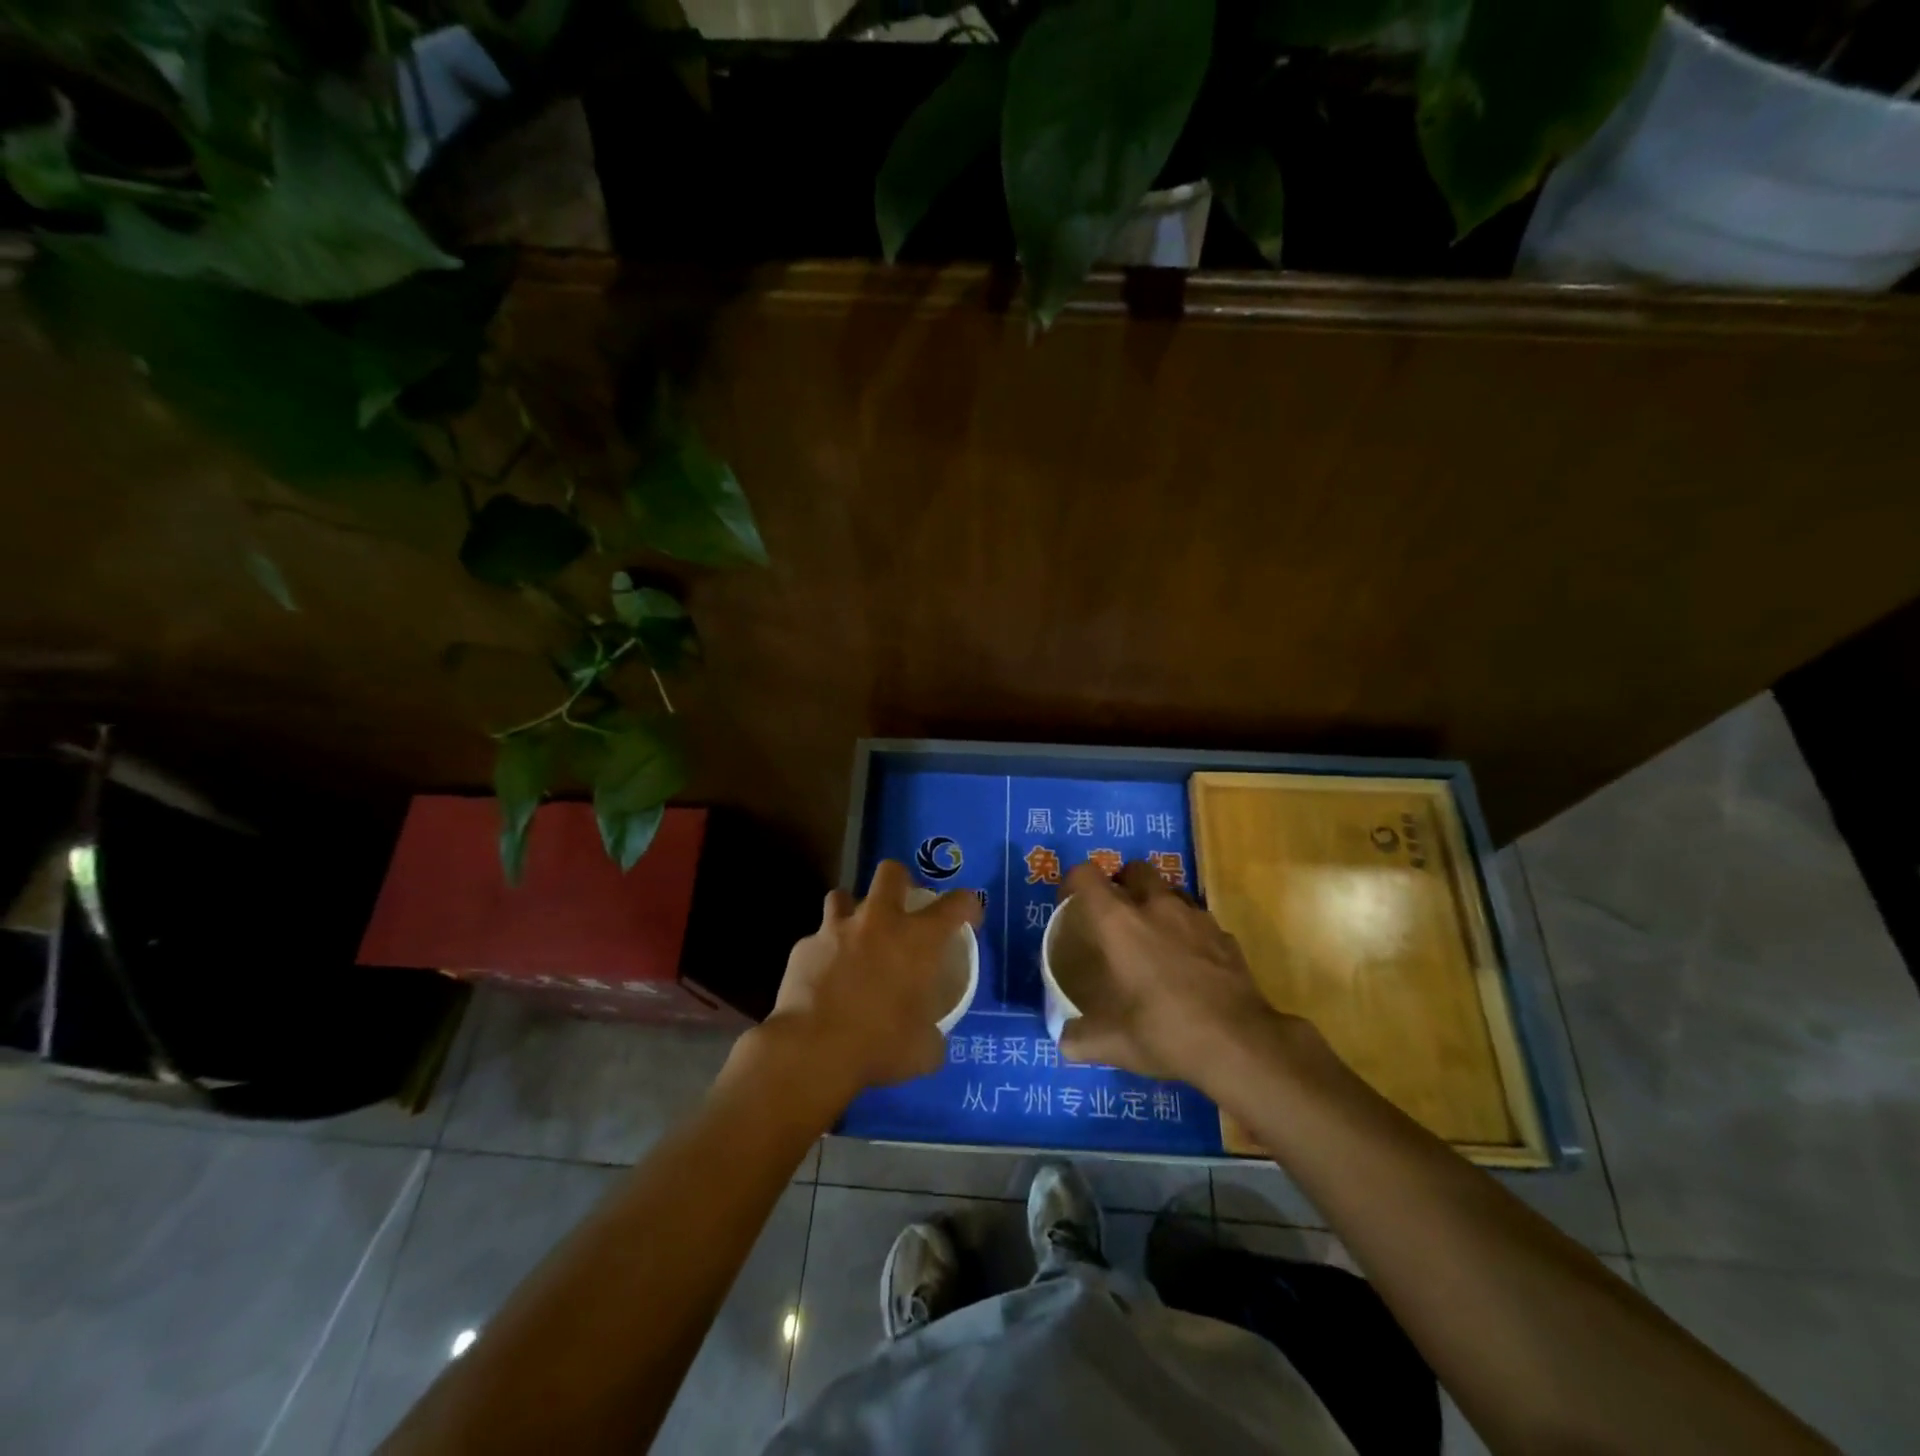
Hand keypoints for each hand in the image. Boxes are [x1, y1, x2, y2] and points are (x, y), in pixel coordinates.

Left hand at [760, 860, 983, 1104]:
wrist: (812, 1050)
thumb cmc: (878, 1046)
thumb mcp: (923, 1051)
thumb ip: (932, 1036)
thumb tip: (931, 1039)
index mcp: (918, 940)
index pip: (956, 903)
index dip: (967, 905)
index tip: (968, 918)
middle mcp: (879, 921)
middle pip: (891, 872)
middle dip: (900, 882)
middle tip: (902, 907)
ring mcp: (836, 929)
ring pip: (843, 896)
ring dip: (852, 911)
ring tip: (855, 936)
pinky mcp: (804, 946)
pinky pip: (816, 939)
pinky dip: (823, 952)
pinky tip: (823, 977)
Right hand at [1057, 860, 1294, 1083]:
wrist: (1239, 1044)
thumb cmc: (1165, 1032)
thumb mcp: (1113, 1044)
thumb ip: (1080, 1039)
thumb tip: (1064, 1041)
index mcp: (1119, 922)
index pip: (1086, 875)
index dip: (1073, 882)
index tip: (1069, 903)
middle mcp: (1156, 906)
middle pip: (1135, 869)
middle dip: (1123, 883)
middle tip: (1116, 914)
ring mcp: (1196, 917)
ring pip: (1171, 890)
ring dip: (1158, 902)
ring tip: (1153, 935)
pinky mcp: (1225, 936)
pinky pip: (1200, 920)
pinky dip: (1189, 931)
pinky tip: (1189, 961)